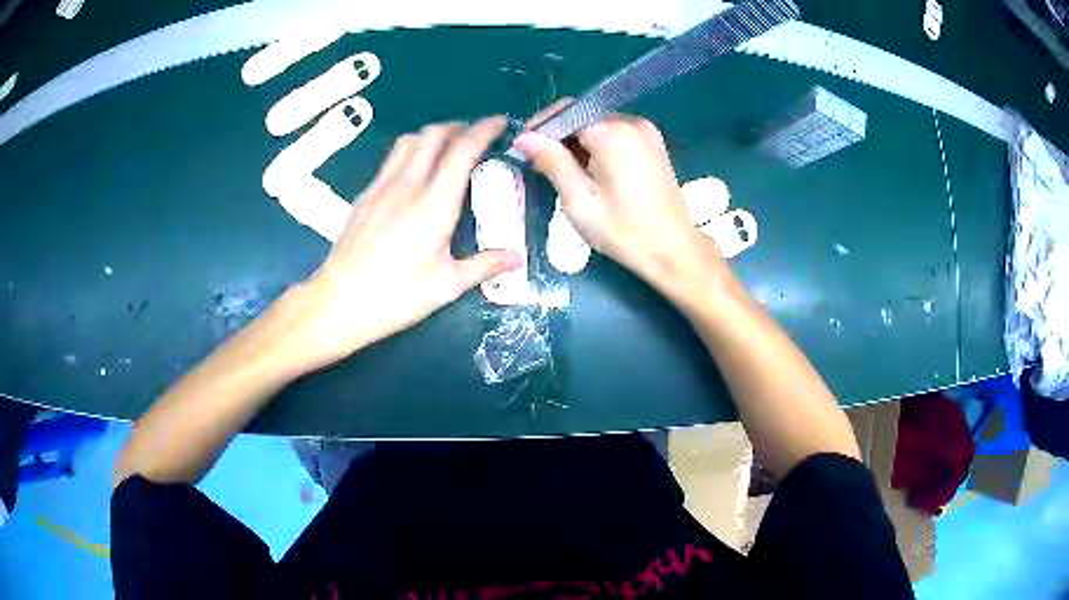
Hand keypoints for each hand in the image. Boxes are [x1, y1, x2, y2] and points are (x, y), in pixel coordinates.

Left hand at [296, 117, 521, 368]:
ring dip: (432, 135)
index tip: (499, 123)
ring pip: (409, 141)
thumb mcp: (446, 285)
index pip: (462, 150)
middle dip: (459, 127)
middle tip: (476, 135)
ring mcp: (381, 187)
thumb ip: (484, 266)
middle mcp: (407, 185)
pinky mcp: (365, 196)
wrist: (338, 302)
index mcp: (434, 203)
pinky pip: (391, 159)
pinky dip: (411, 151)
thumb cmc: (395, 297)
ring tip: (447, 147)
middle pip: (433, 135)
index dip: (483, 130)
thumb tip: (516, 259)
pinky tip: (415, 172)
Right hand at [514, 106, 724, 294]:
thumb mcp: (579, 200)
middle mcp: (631, 122)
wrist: (673, 250)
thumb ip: (551, 162)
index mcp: (612, 132)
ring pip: (598, 124)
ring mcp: (646, 131)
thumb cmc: (624, 231)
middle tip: (543, 166)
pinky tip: (592, 172)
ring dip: (578, 143)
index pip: (565, 112)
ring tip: (567, 173)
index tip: (524, 150)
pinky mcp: (653, 143)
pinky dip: (598, 146)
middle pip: (582, 116)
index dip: (541, 128)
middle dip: (559, 136)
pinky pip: (615, 133)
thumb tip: (523, 137)